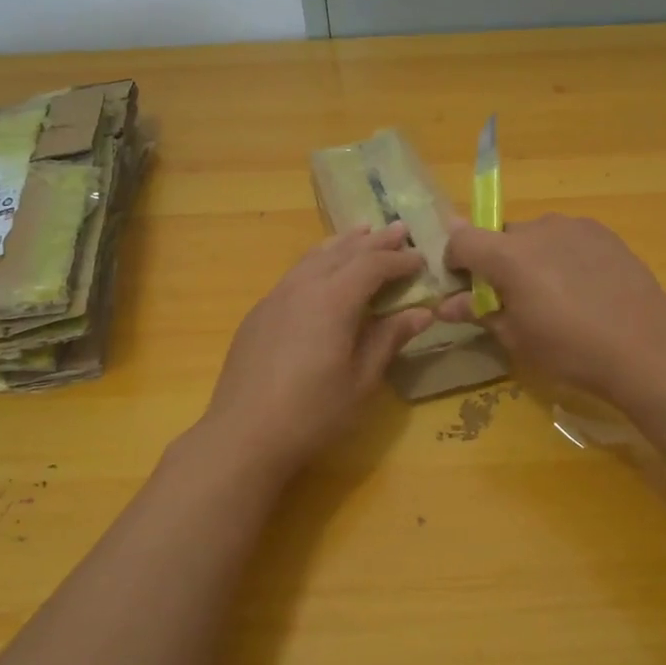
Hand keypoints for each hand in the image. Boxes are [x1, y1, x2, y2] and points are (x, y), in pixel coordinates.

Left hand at [202, 225, 434, 481]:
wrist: (244, 435)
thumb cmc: (312, 413)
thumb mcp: (362, 380)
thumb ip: (389, 339)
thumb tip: (422, 313)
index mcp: (332, 300)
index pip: (372, 265)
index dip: (399, 260)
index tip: (421, 258)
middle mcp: (302, 287)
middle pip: (343, 252)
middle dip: (374, 241)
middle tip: (399, 229)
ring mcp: (275, 297)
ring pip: (313, 257)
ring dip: (342, 244)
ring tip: (361, 232)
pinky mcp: (259, 314)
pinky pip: (295, 274)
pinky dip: (317, 261)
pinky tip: (322, 270)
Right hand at [438, 214, 665, 402]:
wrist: (645, 348)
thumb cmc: (570, 350)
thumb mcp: (516, 337)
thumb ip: (478, 312)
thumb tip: (444, 306)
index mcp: (509, 255)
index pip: (462, 241)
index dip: (454, 261)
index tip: (462, 287)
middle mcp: (538, 228)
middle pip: (500, 236)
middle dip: (495, 262)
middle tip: (511, 298)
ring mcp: (574, 226)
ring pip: (535, 235)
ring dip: (529, 256)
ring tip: (552, 294)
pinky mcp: (603, 233)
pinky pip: (566, 238)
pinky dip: (561, 255)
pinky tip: (581, 287)